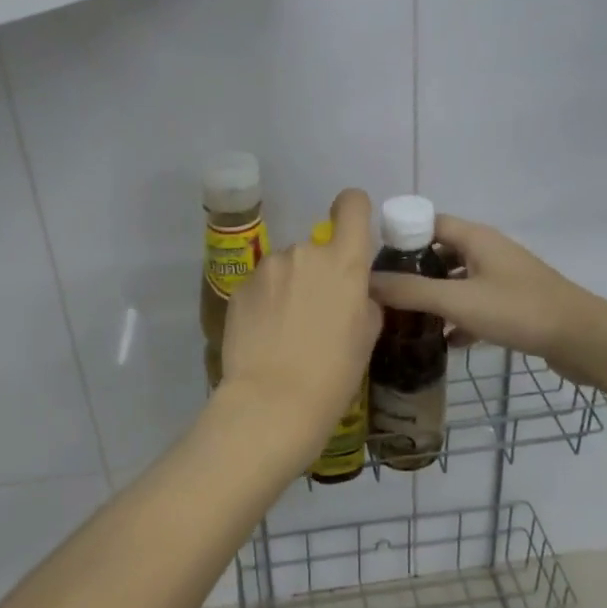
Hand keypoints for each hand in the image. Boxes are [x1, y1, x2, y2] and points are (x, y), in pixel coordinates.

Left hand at [218, 188, 381, 447]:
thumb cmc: (333, 374)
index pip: (352, 205)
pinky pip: (262, 285)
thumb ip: (364, 300)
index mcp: (344, 261)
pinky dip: (265, 301)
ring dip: (289, 286)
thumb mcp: (366, 337)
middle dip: (318, 272)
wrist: (272, 402)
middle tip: (317, 313)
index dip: (353, 211)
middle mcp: (304, 253)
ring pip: (286, 267)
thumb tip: (354, 291)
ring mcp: (268, 267)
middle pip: (317, 248)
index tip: (351, 231)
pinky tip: (265, 335)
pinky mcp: (240, 287)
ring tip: (286, 330)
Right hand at [369, 215, 601, 379]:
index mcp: (475, 238)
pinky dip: (459, 318)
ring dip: (435, 296)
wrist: (583, 339)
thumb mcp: (458, 300)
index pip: (428, 223)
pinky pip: (476, 305)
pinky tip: (444, 342)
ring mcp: (503, 278)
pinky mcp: (514, 305)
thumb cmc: (518, 310)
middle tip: (384, 293)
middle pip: (441, 252)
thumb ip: (411, 292)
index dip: (400, 236)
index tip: (372, 261)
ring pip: (458, 280)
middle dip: (413, 270)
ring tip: (406, 318)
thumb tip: (365, 282)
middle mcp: (489, 251)